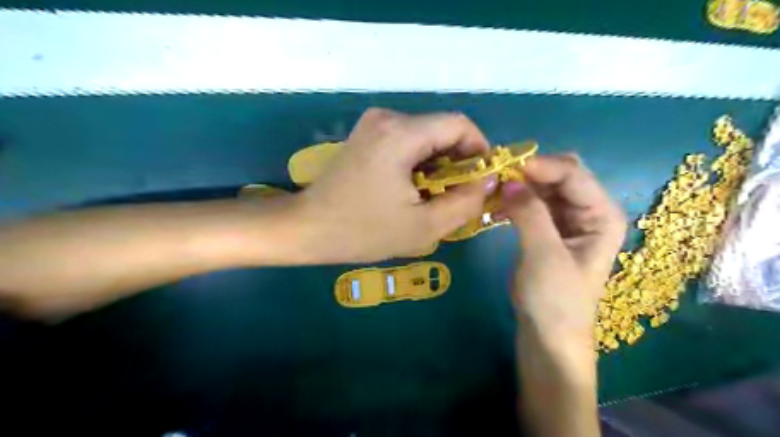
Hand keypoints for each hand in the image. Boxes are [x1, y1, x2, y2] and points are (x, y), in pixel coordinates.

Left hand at [297, 110, 495, 263]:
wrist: (308, 228)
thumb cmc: (363, 231)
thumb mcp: (424, 227)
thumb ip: (466, 202)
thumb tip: (489, 180)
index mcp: (401, 134)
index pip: (460, 125)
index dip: (479, 150)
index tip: (480, 181)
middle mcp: (387, 117)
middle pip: (442, 129)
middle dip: (458, 162)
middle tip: (457, 196)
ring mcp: (374, 123)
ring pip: (426, 136)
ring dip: (439, 164)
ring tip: (433, 196)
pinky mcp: (367, 134)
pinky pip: (407, 140)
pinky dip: (420, 161)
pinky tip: (412, 188)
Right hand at [500, 155, 625, 345]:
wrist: (548, 334)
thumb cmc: (555, 300)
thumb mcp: (544, 256)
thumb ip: (529, 214)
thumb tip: (508, 180)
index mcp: (602, 215)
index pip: (573, 174)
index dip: (541, 166)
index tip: (506, 167)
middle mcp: (589, 210)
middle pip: (561, 175)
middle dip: (530, 171)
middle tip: (497, 175)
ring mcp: (568, 219)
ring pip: (544, 187)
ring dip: (520, 184)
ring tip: (493, 189)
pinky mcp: (548, 228)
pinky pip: (532, 202)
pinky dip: (515, 199)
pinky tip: (496, 206)